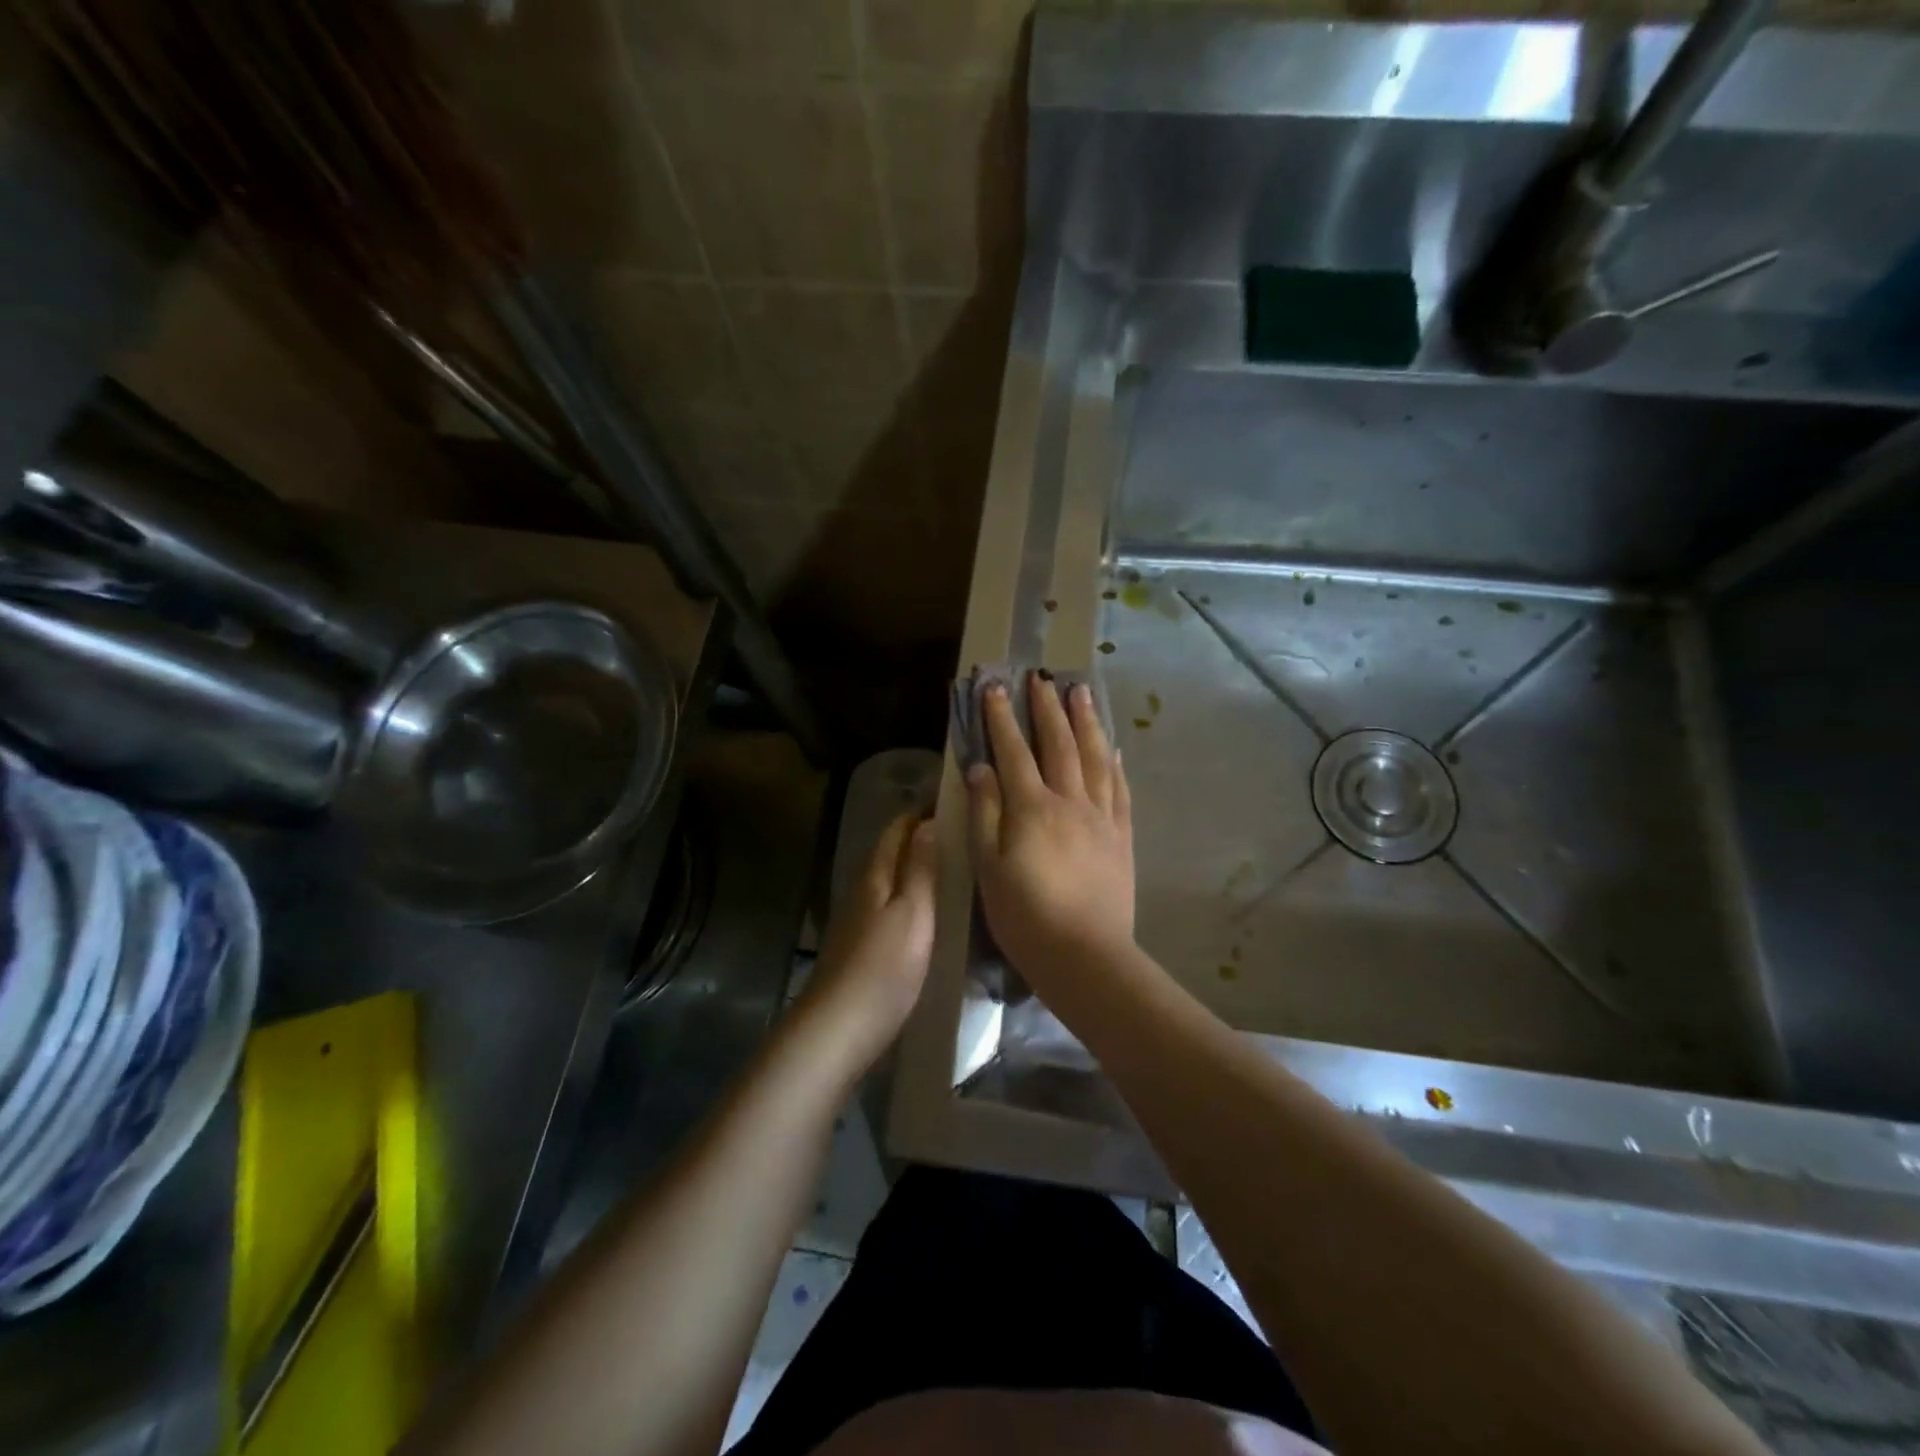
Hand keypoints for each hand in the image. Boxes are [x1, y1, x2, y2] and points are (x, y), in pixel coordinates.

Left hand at [795, 811, 937, 1077]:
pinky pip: (889, 905)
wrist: (837, 1031)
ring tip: (953, 865)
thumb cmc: (883, 969)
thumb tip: (928, 822)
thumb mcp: (913, 913)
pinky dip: (910, 895)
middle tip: (961, 831)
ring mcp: (858, 920)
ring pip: (889, 878)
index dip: (921, 811)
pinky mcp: (860, 947)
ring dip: (916, 865)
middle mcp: (862, 890)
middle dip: (920, 835)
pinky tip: (929, 910)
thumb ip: (920, 868)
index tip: (953, 800)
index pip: (896, 828)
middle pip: (890, 851)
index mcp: (875, 875)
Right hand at [966, 673, 1134, 977]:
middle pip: (1058, 744)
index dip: (1002, 717)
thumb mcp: (988, 868)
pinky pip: (1119, 789)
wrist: (1086, 956)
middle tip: (1043, 677)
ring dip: (1086, 722)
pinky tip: (1112, 748)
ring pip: (1094, 757)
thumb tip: (980, 767)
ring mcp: (1101, 818)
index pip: (1013, 751)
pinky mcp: (1122, 837)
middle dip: (1048, 708)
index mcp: (1032, 808)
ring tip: (1082, 692)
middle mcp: (1070, 802)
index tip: (995, 686)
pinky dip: (1114, 763)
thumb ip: (985, 813)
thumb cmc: (1025, 916)